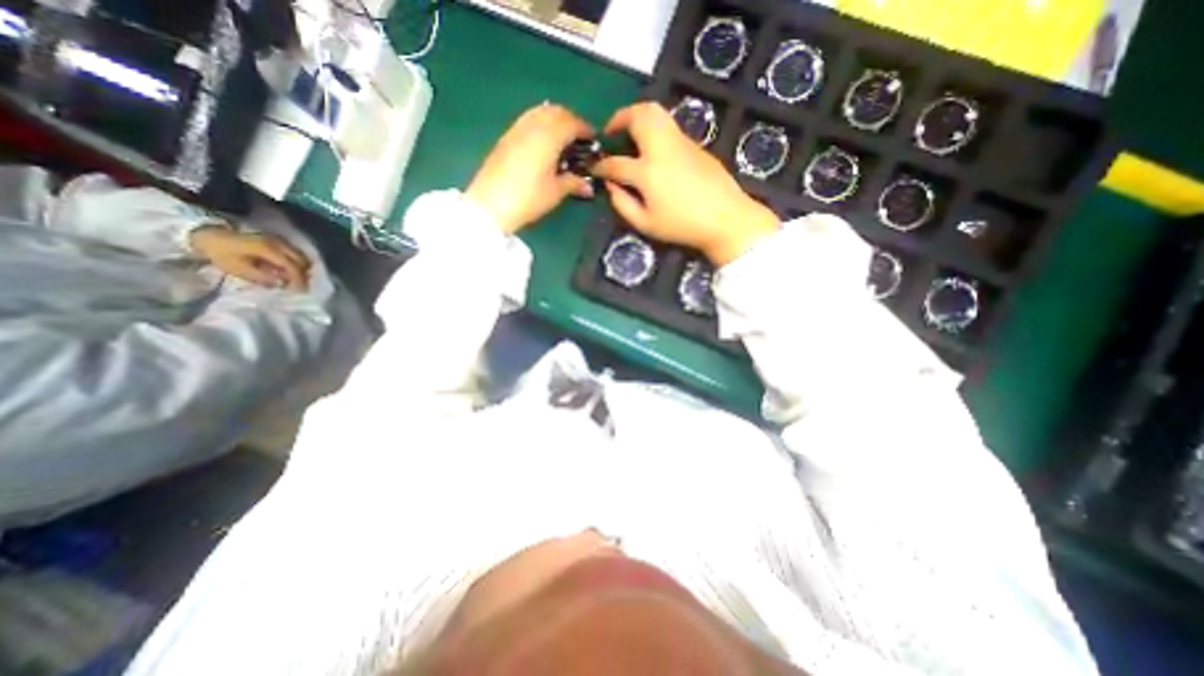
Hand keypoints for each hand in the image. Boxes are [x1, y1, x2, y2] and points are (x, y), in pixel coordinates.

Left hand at [186, 227, 308, 290]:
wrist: (208, 234)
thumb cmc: (221, 253)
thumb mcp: (238, 268)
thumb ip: (262, 277)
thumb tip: (282, 283)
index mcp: (269, 250)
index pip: (292, 266)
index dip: (298, 279)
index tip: (300, 291)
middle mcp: (279, 243)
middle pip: (302, 260)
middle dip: (303, 274)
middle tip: (299, 286)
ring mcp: (279, 240)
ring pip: (301, 256)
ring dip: (300, 268)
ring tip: (294, 279)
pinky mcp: (276, 240)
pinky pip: (294, 253)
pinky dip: (295, 262)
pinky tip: (287, 270)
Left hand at [463, 102, 595, 235]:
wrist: (490, 204)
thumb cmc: (529, 198)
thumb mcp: (555, 192)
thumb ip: (573, 183)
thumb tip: (589, 186)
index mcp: (549, 136)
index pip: (571, 122)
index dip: (585, 128)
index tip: (593, 139)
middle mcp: (533, 125)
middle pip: (555, 111)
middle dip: (570, 120)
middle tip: (578, 138)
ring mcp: (516, 129)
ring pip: (539, 112)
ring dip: (554, 120)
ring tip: (561, 139)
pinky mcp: (505, 138)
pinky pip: (527, 121)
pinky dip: (540, 124)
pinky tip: (542, 144)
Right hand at [592, 102, 780, 266]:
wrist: (725, 218)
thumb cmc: (682, 226)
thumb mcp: (646, 224)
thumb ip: (622, 204)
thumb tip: (611, 186)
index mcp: (647, 172)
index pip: (616, 163)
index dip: (601, 166)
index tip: (594, 168)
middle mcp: (662, 149)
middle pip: (638, 116)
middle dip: (619, 118)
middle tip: (611, 131)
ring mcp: (680, 142)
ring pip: (656, 112)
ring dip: (637, 116)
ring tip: (631, 133)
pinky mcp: (695, 144)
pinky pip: (669, 126)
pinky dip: (654, 129)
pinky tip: (654, 149)